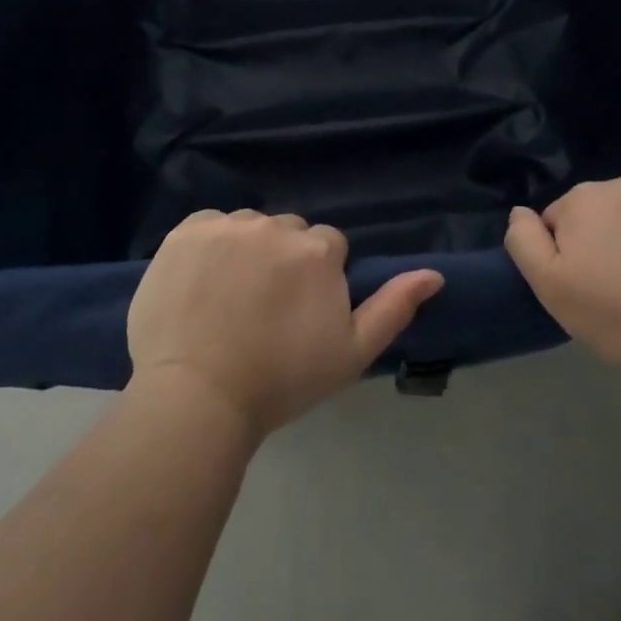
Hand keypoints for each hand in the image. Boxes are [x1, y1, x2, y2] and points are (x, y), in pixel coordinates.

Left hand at [128, 210, 444, 440]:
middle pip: (288, 232)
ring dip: (246, 249)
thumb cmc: (282, 380)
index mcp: (318, 249)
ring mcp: (227, 225)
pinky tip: (200, 281)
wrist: (198, 396)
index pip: (328, 246)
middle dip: (284, 259)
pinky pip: (209, 223)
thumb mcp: (351, 353)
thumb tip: (434, 274)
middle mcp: (275, 225)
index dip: (317, 280)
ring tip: (229, 297)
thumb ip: (394, 308)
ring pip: (249, 226)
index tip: (299, 314)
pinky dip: (209, 244)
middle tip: (264, 308)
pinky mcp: (186, 231)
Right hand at [504, 172, 620, 374]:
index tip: (586, 287)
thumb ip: (524, 242)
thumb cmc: (619, 314)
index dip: (567, 255)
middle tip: (620, 289)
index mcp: (584, 198)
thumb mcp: (550, 287)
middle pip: (600, 212)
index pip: (558, 220)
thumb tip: (519, 212)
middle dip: (603, 240)